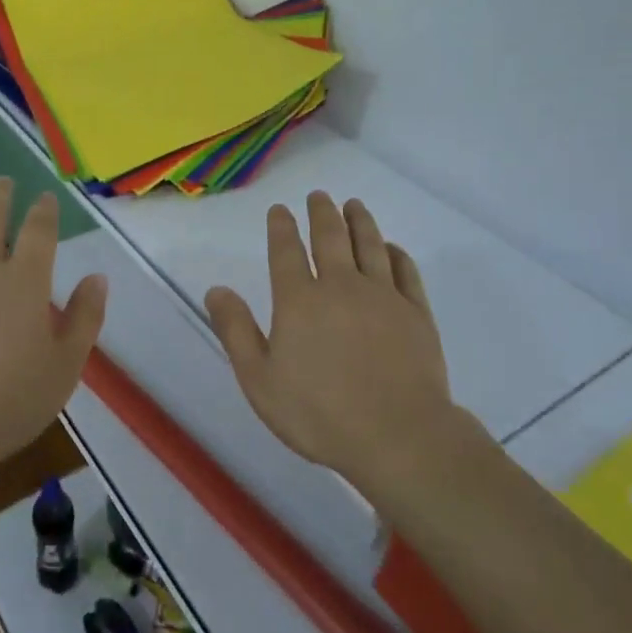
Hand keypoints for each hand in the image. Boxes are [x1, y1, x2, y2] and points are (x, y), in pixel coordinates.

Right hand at [205, 192, 465, 490]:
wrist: (398, 436)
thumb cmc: (319, 413)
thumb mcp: (260, 380)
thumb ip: (236, 331)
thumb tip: (215, 289)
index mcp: (299, 300)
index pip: (286, 251)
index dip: (281, 227)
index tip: (280, 210)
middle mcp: (341, 286)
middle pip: (330, 238)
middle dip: (322, 213)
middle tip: (319, 196)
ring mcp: (383, 296)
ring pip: (370, 245)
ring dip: (360, 221)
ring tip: (354, 205)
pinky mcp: (416, 313)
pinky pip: (405, 272)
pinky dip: (397, 254)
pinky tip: (392, 248)